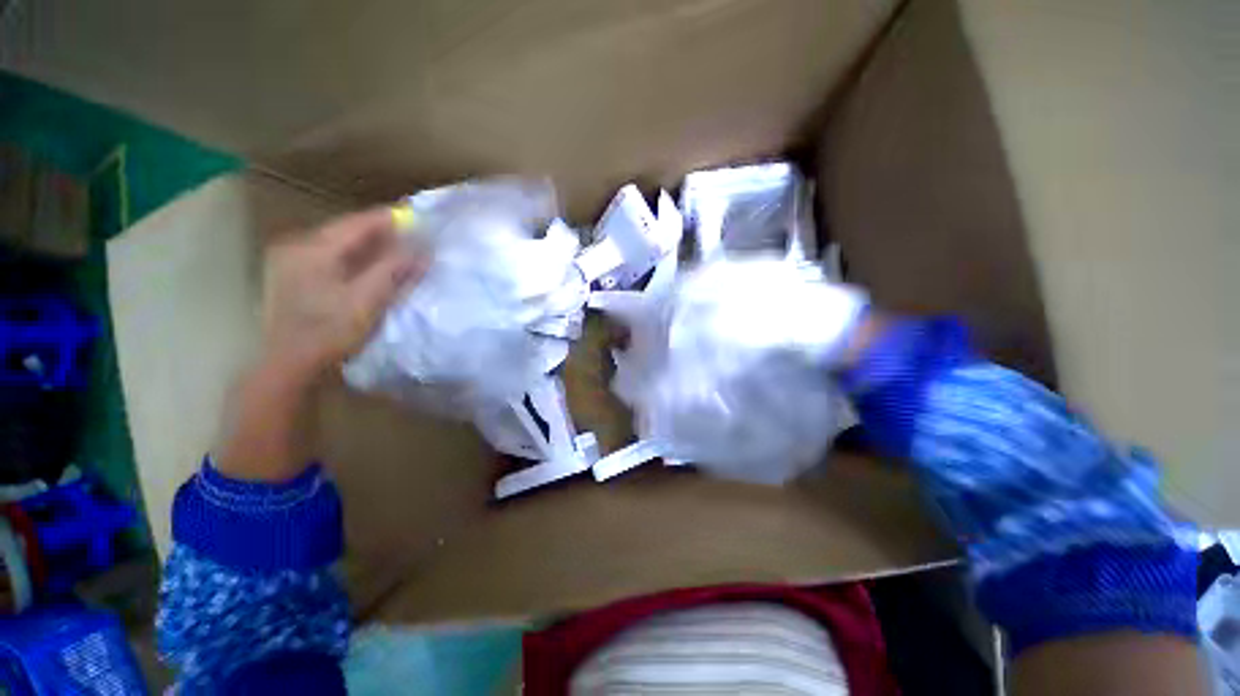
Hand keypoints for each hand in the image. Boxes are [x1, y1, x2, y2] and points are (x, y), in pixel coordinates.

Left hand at [260, 208, 425, 382]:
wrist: (288, 363)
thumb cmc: (329, 331)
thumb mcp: (368, 300)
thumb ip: (395, 270)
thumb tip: (423, 249)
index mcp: (314, 247)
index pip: (358, 222)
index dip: (390, 219)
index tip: (418, 218)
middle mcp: (298, 245)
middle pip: (347, 230)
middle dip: (381, 232)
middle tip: (411, 236)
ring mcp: (290, 259)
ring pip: (338, 243)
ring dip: (369, 245)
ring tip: (396, 250)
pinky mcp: (292, 275)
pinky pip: (330, 256)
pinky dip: (354, 257)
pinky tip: (369, 265)